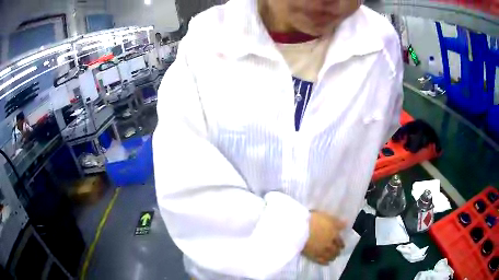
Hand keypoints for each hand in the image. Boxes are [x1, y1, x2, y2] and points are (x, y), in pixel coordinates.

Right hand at [302, 211, 345, 264]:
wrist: (298, 229)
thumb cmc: (313, 220)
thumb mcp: (327, 217)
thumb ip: (338, 222)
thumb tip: (347, 224)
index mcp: (334, 234)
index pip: (340, 241)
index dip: (341, 243)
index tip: (341, 245)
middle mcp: (329, 244)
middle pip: (336, 250)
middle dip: (337, 251)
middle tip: (338, 251)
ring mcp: (321, 251)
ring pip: (330, 256)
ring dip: (333, 257)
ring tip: (333, 257)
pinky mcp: (312, 256)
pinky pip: (321, 261)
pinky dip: (325, 262)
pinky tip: (327, 263)